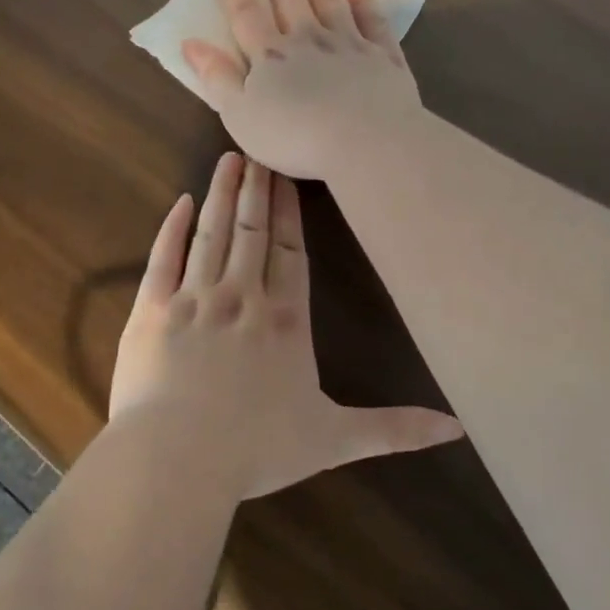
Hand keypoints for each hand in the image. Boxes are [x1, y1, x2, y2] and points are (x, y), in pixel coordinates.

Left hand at [108, 152, 461, 500]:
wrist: (176, 459)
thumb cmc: (256, 451)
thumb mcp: (334, 440)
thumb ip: (394, 429)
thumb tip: (458, 428)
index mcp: (284, 321)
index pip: (290, 252)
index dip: (289, 213)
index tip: (287, 177)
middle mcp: (241, 297)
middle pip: (252, 231)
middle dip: (258, 189)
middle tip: (259, 149)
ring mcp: (193, 299)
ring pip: (212, 233)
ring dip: (223, 194)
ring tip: (230, 159)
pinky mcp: (152, 310)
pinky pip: (163, 258)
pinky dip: (173, 228)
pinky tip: (182, 201)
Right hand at [180, 0, 423, 180]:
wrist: (366, 141)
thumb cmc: (294, 136)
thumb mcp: (240, 115)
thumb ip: (217, 78)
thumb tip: (191, 42)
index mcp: (270, 56)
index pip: (245, 14)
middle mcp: (308, 40)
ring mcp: (349, 45)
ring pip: (329, 1)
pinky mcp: (382, 57)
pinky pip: (372, 22)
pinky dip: (364, 1)